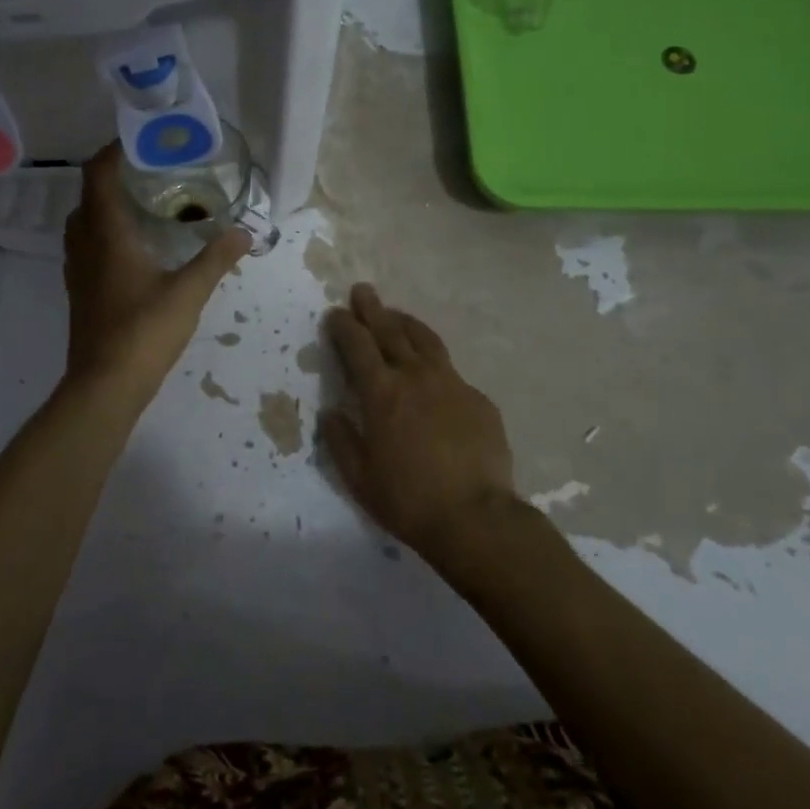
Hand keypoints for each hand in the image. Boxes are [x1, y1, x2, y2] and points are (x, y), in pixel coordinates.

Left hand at [61, 143, 249, 402]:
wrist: (104, 386)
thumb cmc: (144, 331)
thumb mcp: (188, 292)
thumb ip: (216, 258)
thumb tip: (245, 231)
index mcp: (106, 235)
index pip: (97, 176)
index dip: (112, 152)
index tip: (138, 141)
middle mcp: (84, 246)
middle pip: (88, 196)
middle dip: (112, 178)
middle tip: (148, 172)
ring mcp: (77, 271)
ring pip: (83, 223)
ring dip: (105, 206)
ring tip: (142, 205)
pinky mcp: (79, 292)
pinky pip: (86, 247)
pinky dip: (104, 233)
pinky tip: (134, 248)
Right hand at [319, 284, 520, 559]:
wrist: (476, 518)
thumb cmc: (408, 500)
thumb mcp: (359, 478)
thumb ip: (341, 441)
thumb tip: (331, 413)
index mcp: (382, 393)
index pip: (357, 345)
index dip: (343, 326)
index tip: (335, 314)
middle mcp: (415, 377)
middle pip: (390, 330)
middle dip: (372, 308)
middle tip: (362, 290)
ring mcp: (451, 384)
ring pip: (425, 340)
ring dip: (405, 323)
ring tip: (395, 315)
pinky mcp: (478, 398)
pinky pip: (451, 371)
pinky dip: (434, 363)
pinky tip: (433, 375)